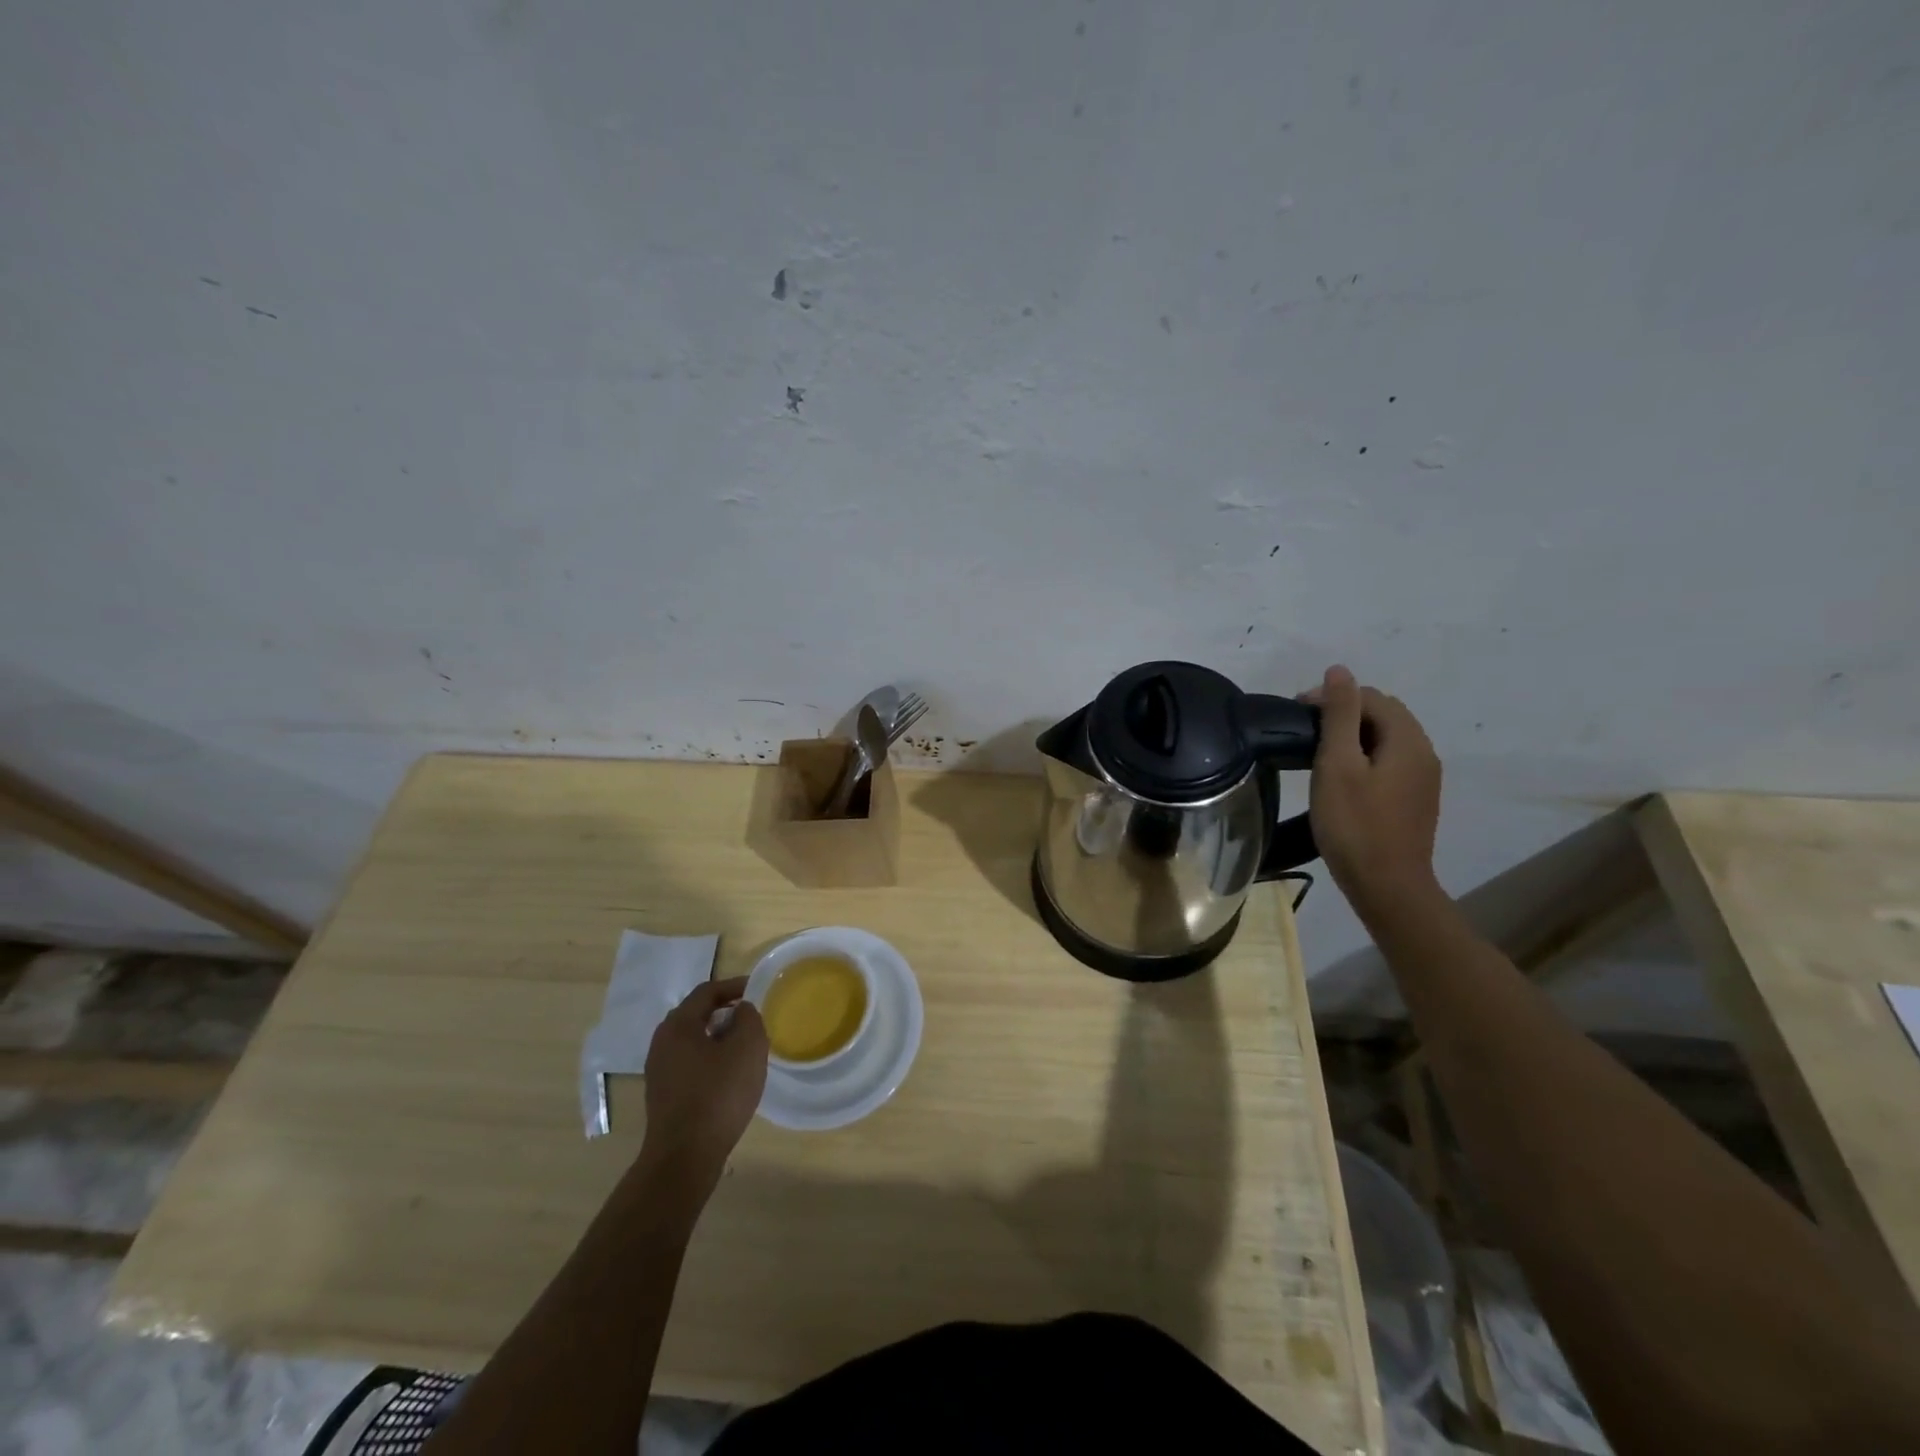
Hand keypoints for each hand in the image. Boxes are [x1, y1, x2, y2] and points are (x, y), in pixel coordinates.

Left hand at [640, 977, 768, 1186]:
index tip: (758, 989)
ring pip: (693, 1040)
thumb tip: (741, 1011)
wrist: (684, 1157)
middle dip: (725, 1011)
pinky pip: (689, 1063)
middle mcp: (662, 1042)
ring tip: (744, 1046)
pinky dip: (710, 1059)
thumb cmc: (718, 1094)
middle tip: (751, 1017)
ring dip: (718, 1037)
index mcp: (678, 1024)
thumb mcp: (747, 1047)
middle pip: (696, 1014)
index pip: (707, 991)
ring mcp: (659, 1070)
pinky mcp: (663, 1094)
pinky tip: (728, 1075)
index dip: (734, 986)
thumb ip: (748, 1018)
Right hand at [1303, 665, 1442, 914]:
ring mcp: (1424, 778)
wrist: (1387, 887)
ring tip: (1317, 751)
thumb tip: (1339, 671)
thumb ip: (1340, 715)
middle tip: (1304, 730)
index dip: (1332, 697)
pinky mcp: (1415, 799)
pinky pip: (1390, 761)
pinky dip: (1364, 755)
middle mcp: (1424, 753)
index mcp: (1408, 740)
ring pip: (1387, 738)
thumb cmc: (1354, 825)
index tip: (1295, 714)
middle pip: (1384, 714)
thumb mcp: (1338, 765)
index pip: (1371, 698)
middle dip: (1344, 712)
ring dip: (1353, 734)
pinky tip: (1341, 776)